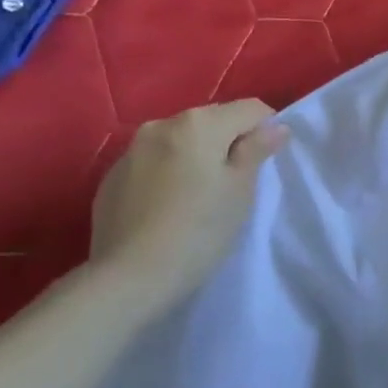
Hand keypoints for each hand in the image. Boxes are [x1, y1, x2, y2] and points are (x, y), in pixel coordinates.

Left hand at [89, 99, 288, 311]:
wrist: (129, 278)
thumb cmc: (199, 230)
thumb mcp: (241, 190)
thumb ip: (257, 150)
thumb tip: (275, 127)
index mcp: (199, 123)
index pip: (250, 109)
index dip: (267, 130)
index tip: (268, 162)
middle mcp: (161, 125)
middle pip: (212, 120)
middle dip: (230, 141)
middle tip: (238, 182)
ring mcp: (130, 151)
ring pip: (180, 141)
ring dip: (197, 156)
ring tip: (201, 194)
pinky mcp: (111, 178)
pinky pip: (153, 163)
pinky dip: (169, 173)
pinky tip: (170, 206)